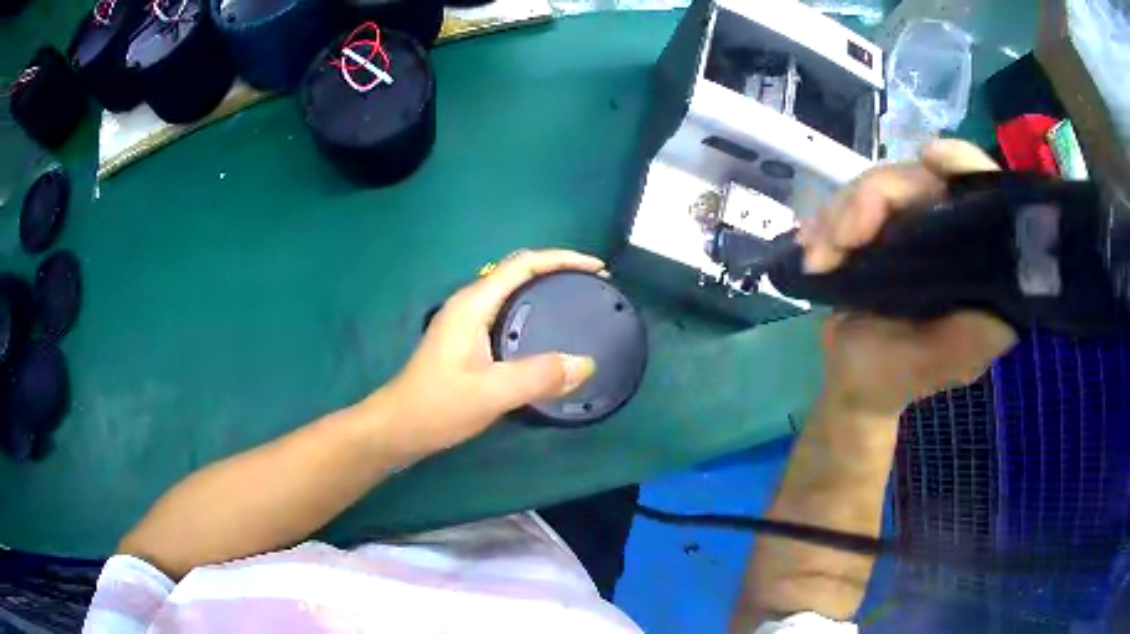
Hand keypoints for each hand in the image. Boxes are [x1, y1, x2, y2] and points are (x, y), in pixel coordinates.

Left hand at [372, 249, 601, 458]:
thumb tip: (586, 363)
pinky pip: (507, 312)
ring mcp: (466, 321)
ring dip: (545, 289)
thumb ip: (538, 377)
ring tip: (578, 303)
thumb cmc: (438, 406)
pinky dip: (533, 311)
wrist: (399, 427)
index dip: (562, 259)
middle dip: (558, 270)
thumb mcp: (491, 393)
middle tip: (593, 286)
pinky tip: (547, 334)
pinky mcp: (467, 340)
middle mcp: (470, 304)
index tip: (597, 268)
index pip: (522, 264)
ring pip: (512, 292)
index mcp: (473, 304)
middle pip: (519, 271)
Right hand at [798, 140, 1017, 417]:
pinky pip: (854, 202)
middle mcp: (953, 239)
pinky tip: (815, 250)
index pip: (985, 195)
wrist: (851, 382)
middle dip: (873, 198)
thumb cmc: (894, 378)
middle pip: (921, 178)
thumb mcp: (934, 363)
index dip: (964, 164)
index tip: (929, 158)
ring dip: (840, 214)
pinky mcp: (884, 231)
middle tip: (840, 239)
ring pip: (880, 185)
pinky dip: (828, 221)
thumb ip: (969, 335)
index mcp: (980, 268)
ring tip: (819, 257)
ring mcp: (916, 230)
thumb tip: (999, 294)